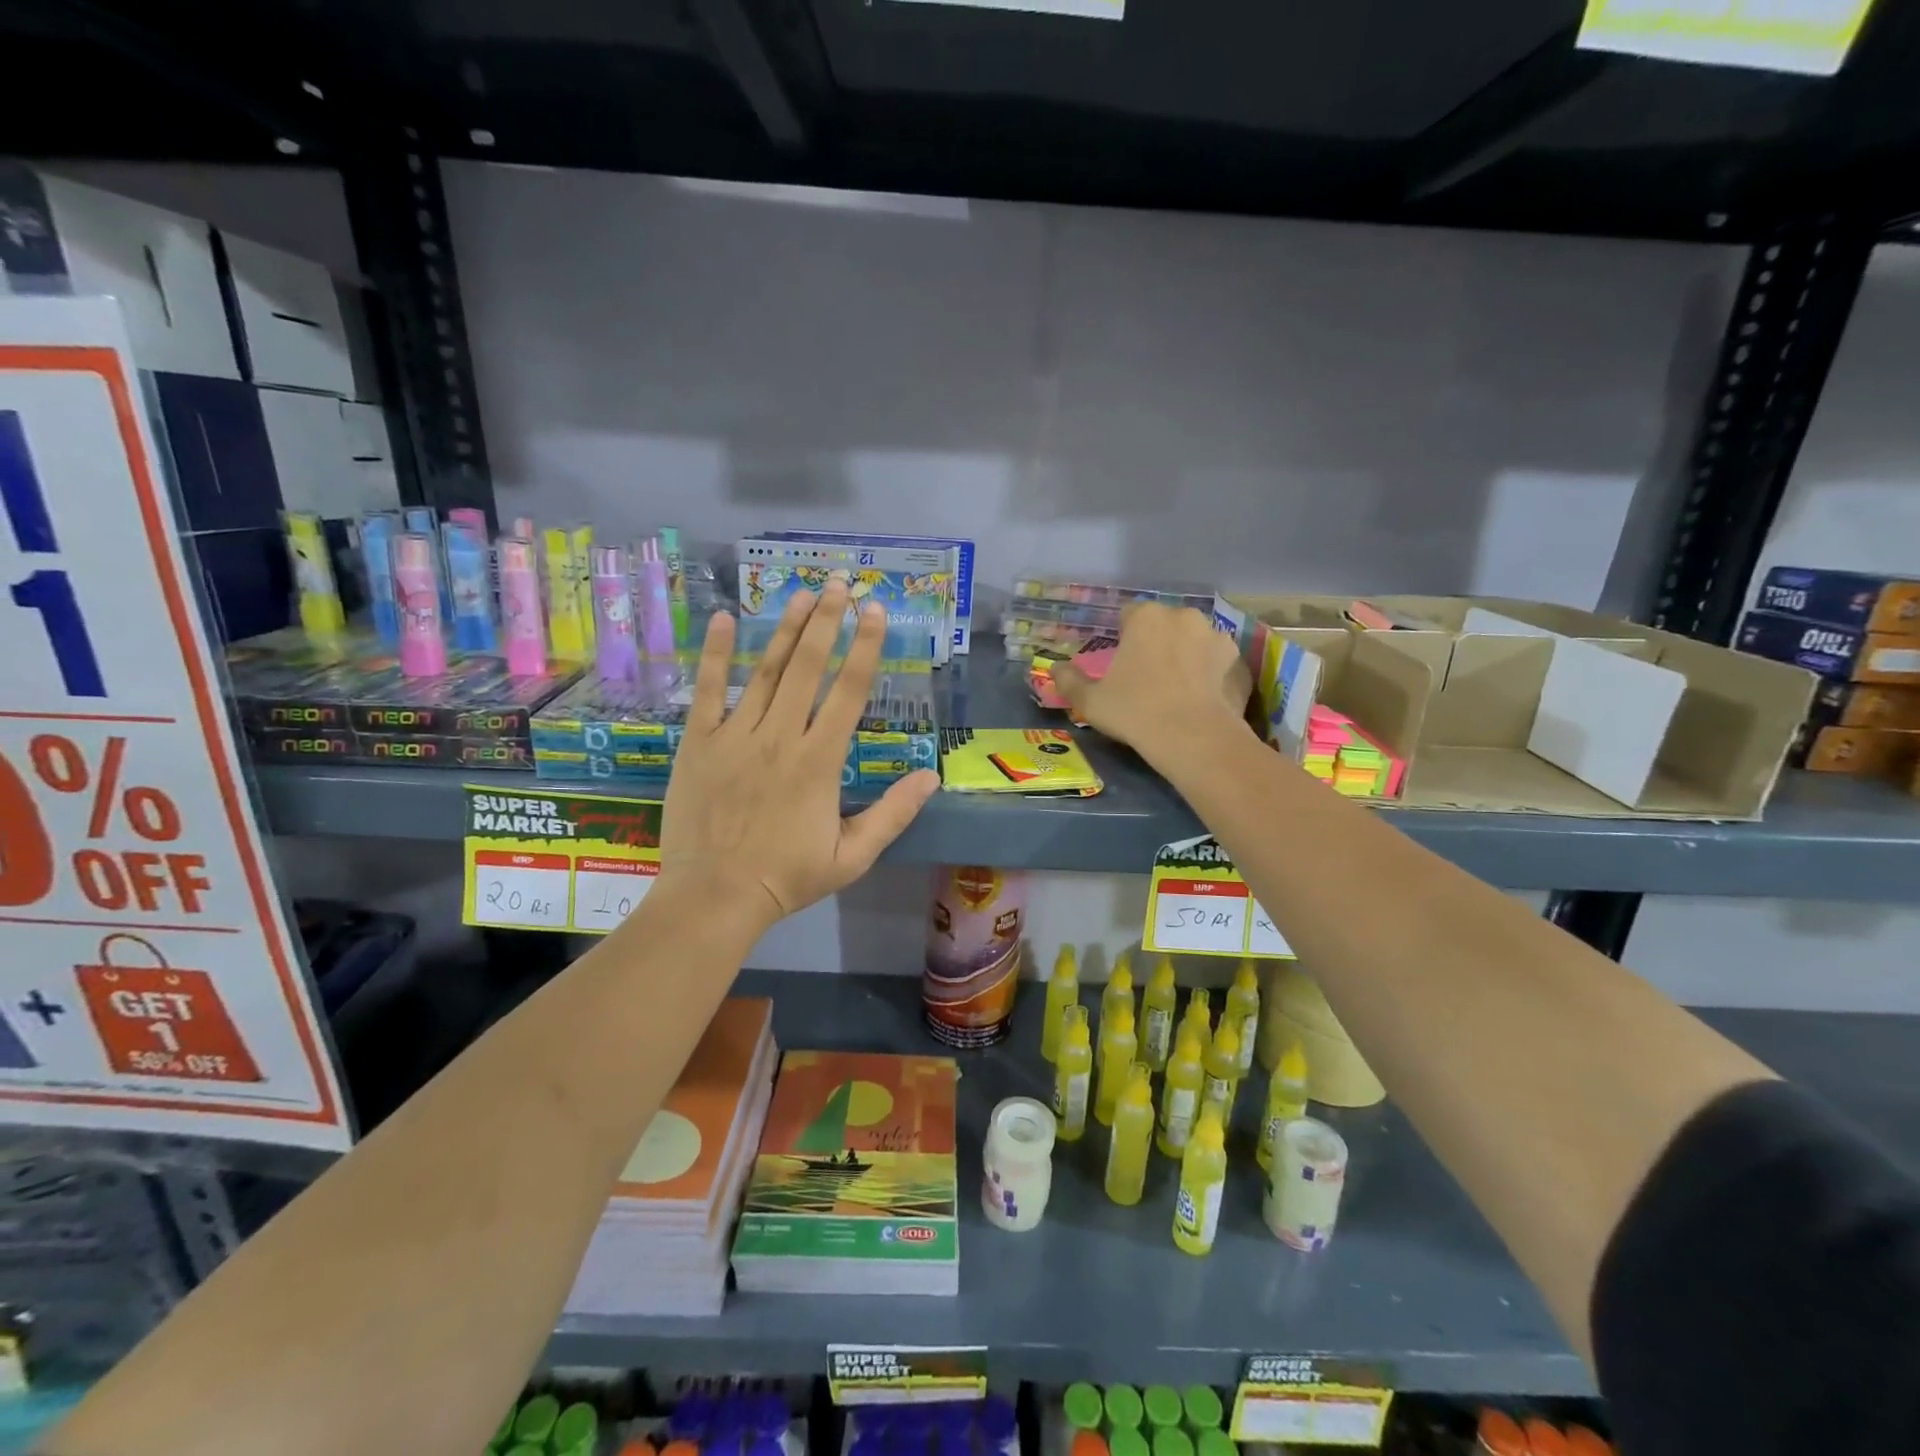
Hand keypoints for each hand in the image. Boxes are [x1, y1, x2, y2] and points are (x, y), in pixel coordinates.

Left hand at [657, 582, 939, 936]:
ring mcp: (735, 735)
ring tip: (802, 593)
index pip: (850, 691)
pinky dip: (714, 654)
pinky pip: (707, 690)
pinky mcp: (699, 742)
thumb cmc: (786, 877)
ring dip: (785, 628)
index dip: (865, 647)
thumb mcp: (852, 856)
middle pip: (807, 667)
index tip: (876, 610)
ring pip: (765, 671)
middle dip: (827, 621)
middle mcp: (780, 736)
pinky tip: (720, 619)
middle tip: (840, 583)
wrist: (714, 896)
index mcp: (819, 761)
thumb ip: (893, 815)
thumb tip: (930, 778)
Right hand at [1053, 603, 1252, 766]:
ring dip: (1185, 656)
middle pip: (1164, 625)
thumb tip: (1056, 668)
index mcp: (1146, 618)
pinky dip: (1210, 675)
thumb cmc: (1135, 712)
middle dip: (1156, 643)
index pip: (1128, 616)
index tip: (1121, 665)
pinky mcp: (1239, 662)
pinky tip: (1201, 701)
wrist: (1194, 739)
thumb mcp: (1090, 701)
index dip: (1122, 638)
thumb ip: (1070, 681)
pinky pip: (1217, 664)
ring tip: (1177, 691)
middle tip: (1146, 678)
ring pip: (1193, 642)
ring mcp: (1217, 637)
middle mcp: (1183, 616)